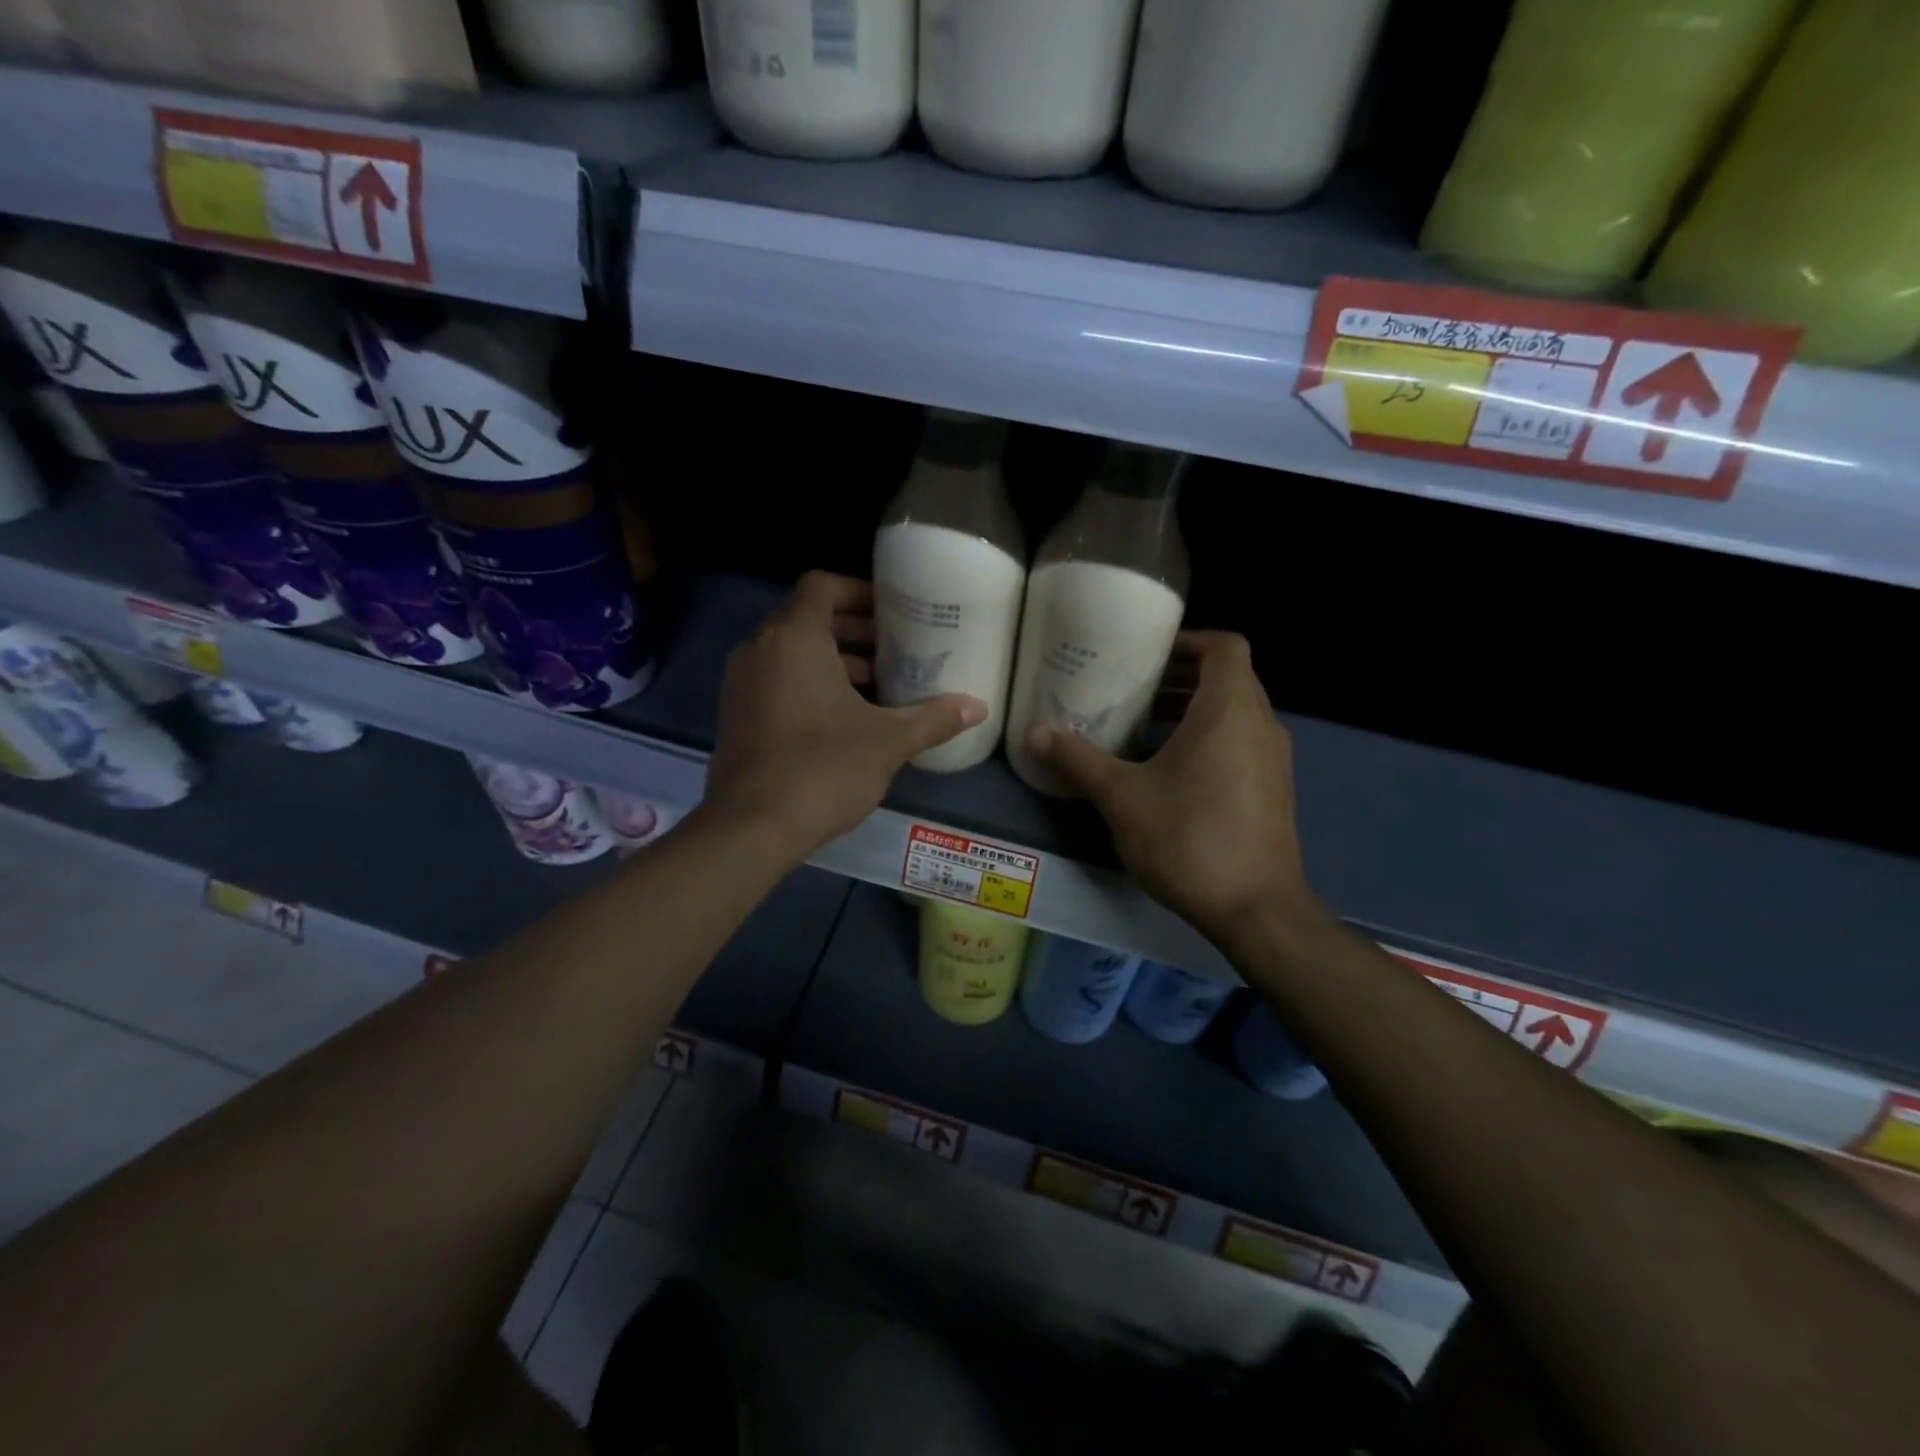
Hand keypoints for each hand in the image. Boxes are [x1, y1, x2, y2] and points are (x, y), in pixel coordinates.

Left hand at [703, 572, 986, 858]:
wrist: (751, 828)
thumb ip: (933, 718)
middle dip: (853, 631)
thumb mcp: (888, 741)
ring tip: (879, 685)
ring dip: (834, 661)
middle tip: (895, 649)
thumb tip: (978, 707)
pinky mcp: (736, 716)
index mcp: (793, 638)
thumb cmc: (823, 768)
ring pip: (791, 653)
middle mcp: (759, 650)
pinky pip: (777, 681)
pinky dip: (809, 685)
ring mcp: (741, 684)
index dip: (859, 591)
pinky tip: (847, 718)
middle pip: (807, 618)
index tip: (894, 612)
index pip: (822, 586)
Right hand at [1024, 632, 1315, 939]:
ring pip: (1235, 714)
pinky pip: (1242, 744)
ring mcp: (1273, 759)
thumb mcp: (1122, 797)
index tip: (1149, 653)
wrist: (1255, 909)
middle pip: (1228, 678)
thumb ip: (1079, 759)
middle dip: (1182, 676)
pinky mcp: (1274, 790)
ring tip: (1144, 726)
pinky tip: (1169, 771)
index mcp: (1230, 709)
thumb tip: (1035, 732)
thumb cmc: (1188, 837)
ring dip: (1193, 710)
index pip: (1224, 646)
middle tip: (1134, 687)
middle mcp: (1261, 724)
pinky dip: (1210, 739)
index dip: (1189, 640)